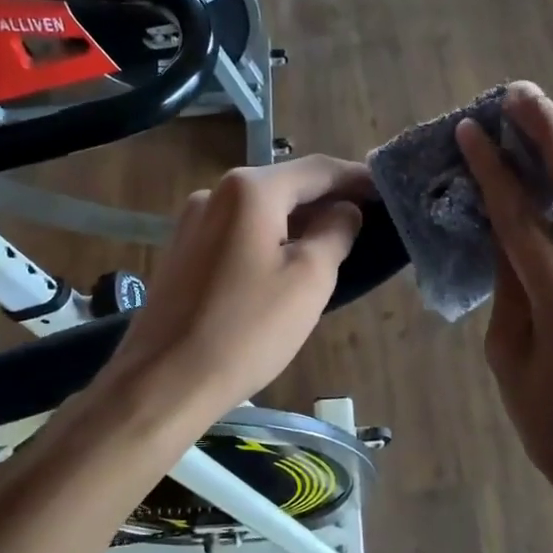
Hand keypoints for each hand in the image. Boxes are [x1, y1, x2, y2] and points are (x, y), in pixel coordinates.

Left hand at [104, 156, 370, 421]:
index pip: (317, 170)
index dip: (357, 179)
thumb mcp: (308, 279)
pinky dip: (271, 239)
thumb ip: (335, 233)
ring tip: (336, 243)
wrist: (164, 381)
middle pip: (286, 186)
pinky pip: (239, 233)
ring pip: (261, 212)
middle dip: (328, 200)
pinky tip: (288, 264)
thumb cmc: (247, 329)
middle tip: (369, 220)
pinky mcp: (183, 253)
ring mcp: (193, 223)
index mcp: (250, 190)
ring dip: (300, 222)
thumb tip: (346, 211)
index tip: (388, 191)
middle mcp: (215, 193)